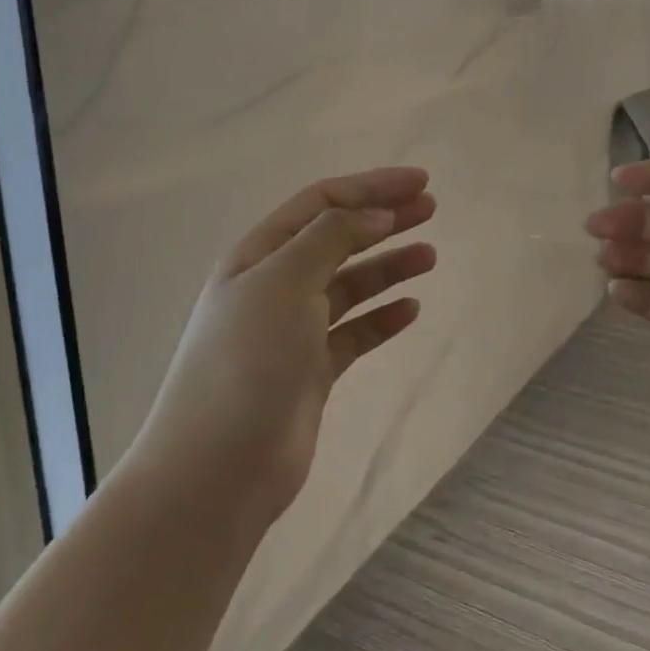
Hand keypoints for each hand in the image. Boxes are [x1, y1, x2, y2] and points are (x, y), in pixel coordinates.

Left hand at [133, 167, 436, 525]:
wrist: (218, 468)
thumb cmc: (248, 359)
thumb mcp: (285, 280)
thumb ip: (332, 238)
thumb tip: (375, 214)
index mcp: (260, 254)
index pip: (322, 203)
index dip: (371, 187)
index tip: (420, 182)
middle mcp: (275, 285)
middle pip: (338, 238)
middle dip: (384, 219)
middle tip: (431, 209)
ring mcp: (293, 330)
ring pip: (350, 285)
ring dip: (388, 266)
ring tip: (430, 255)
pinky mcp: (310, 371)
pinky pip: (354, 333)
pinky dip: (382, 318)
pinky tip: (410, 310)